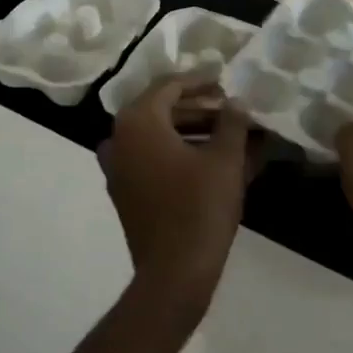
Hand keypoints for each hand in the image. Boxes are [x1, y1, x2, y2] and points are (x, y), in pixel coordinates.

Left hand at [100, 76, 258, 313]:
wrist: (174, 272)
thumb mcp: (225, 159)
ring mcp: (117, 167)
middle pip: (160, 110)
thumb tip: (236, 102)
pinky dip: (177, 153)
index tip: (225, 80)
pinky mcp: (124, 191)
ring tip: (228, 134)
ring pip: (156, 136)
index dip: (200, 81)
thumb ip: (232, 123)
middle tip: (230, 109)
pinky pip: (151, 159)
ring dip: (190, 131)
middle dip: (198, 107)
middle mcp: (118, 138)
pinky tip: (210, 160)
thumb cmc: (200, 208)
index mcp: (138, 122)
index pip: (169, 86)